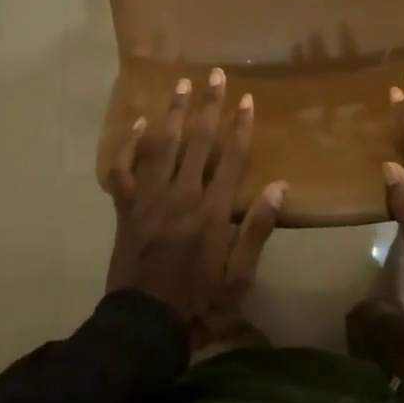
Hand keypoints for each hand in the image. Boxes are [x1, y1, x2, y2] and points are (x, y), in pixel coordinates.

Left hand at [103, 70, 285, 346]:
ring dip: (173, 113)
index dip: (240, 126)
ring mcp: (150, 200)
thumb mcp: (239, 278)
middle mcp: (182, 196)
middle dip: (209, 106)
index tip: (247, 99)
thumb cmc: (199, 303)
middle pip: (198, 142)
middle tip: (215, 75)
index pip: (230, 158)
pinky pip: (124, 171)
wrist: (143, 327)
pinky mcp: (127, 209)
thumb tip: (279, 187)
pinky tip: (137, 122)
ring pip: (163, 146)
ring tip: (181, 84)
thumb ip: (256, 230)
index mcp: (212, 211)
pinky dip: (129, 146)